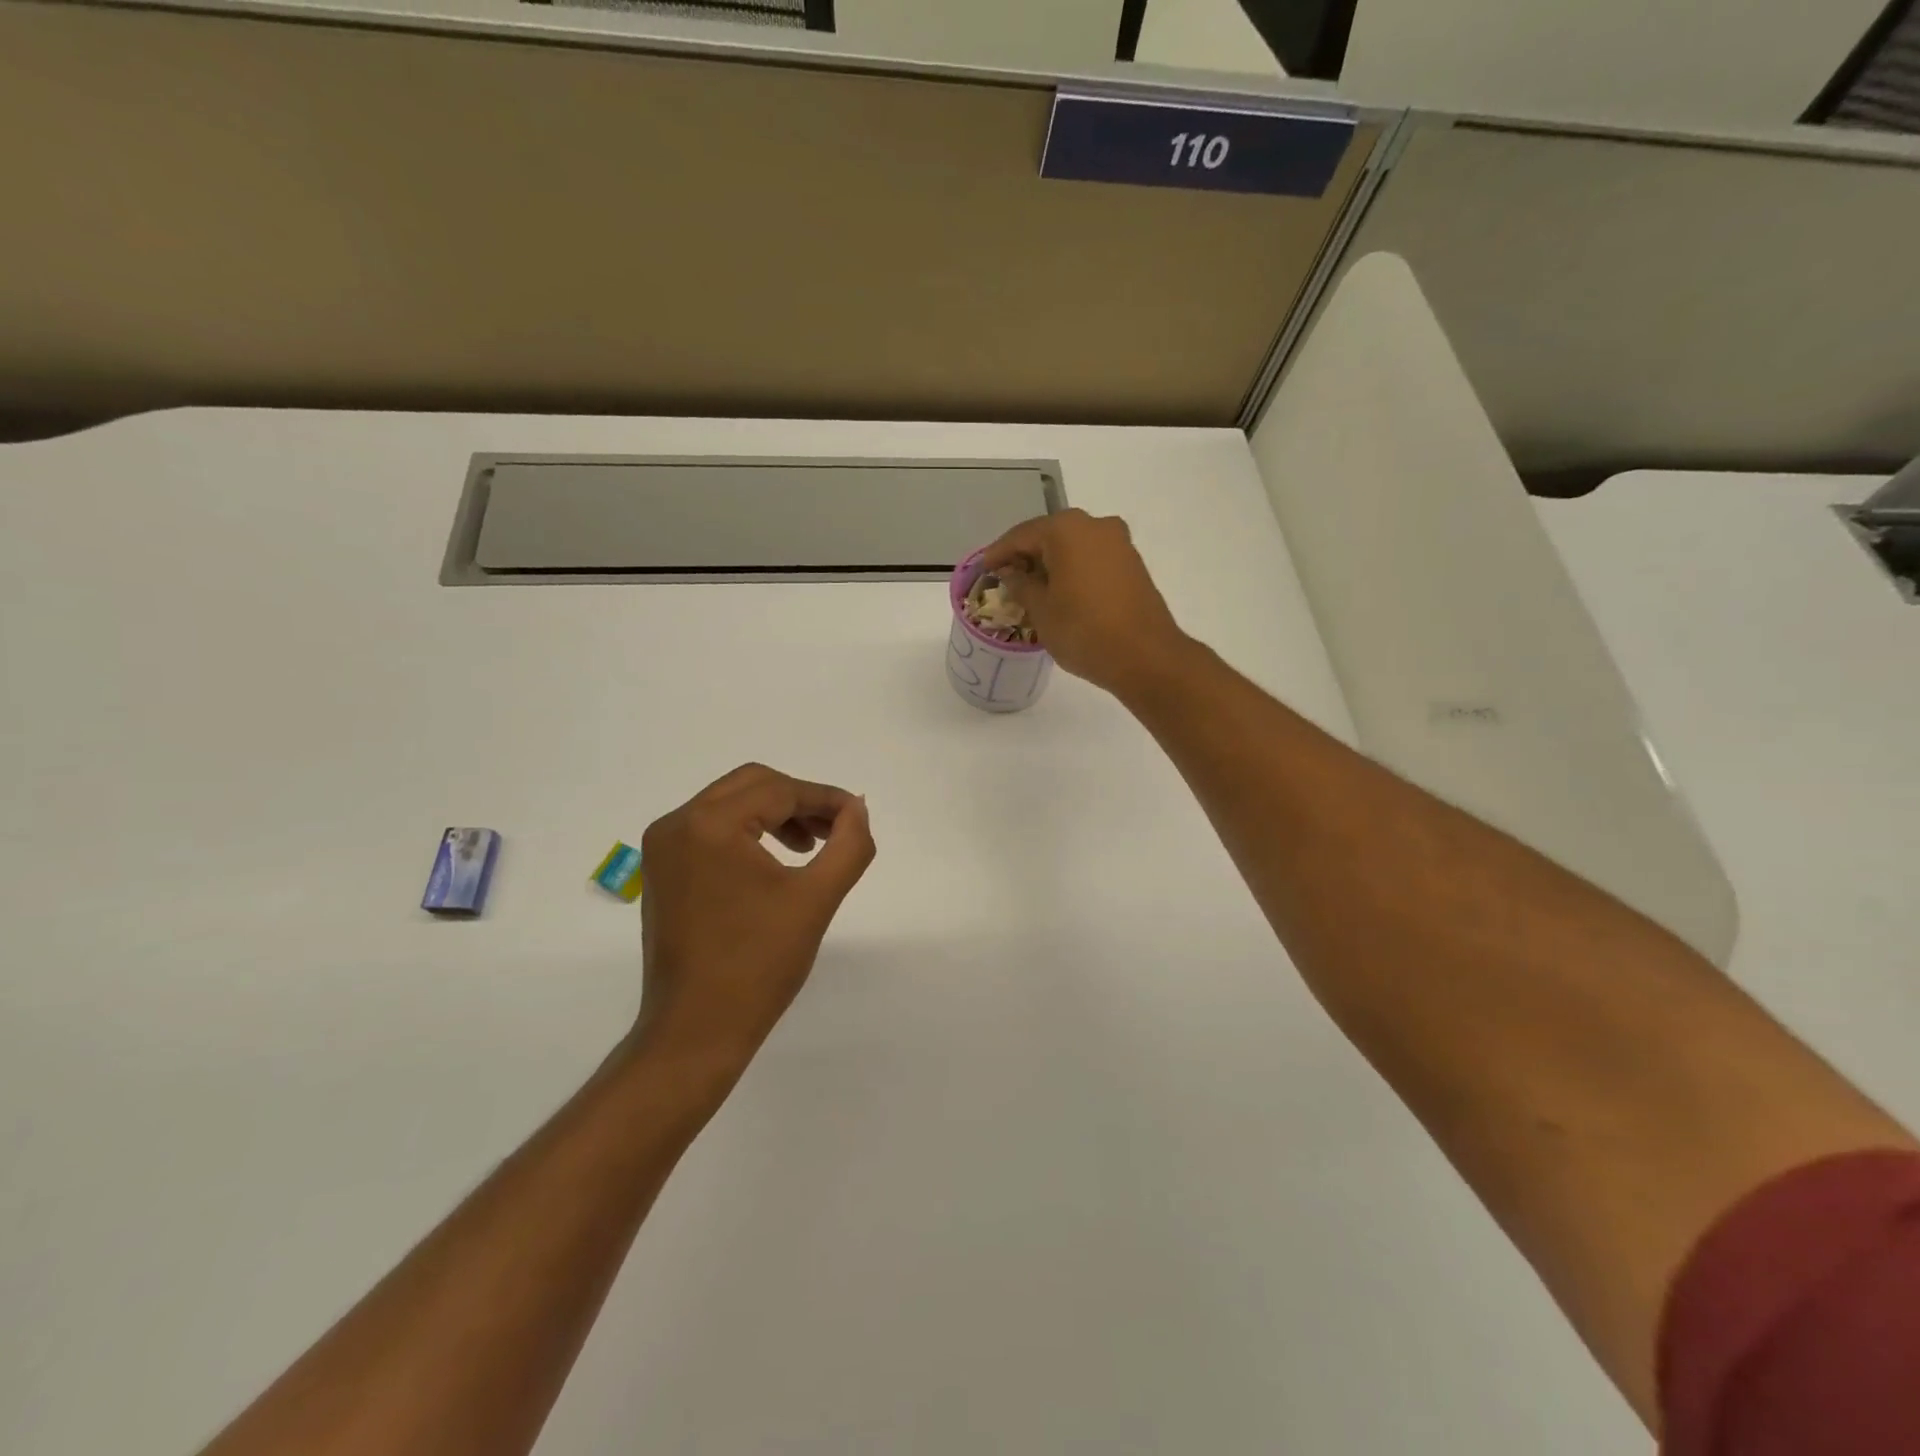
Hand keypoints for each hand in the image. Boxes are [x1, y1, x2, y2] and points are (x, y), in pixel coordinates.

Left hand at [634, 764, 875, 1066]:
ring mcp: (663, 848)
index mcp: (709, 825)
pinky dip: (748, 832)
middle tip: (836, 828)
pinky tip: (775, 861)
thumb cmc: (758, 964)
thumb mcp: (816, 899)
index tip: (858, 816)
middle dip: (799, 800)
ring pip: (730, 804)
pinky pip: (711, 829)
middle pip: (751, 785)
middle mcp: (677, 824)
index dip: (825, 798)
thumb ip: (849, 845)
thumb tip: (857, 810)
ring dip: (775, 814)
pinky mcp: (662, 871)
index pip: (779, 790)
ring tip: (811, 846)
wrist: (695, 1031)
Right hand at [981, 509, 1187, 695]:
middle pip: (1049, 536)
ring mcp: (1118, 542)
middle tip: (1006, 580)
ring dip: (1051, 563)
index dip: (999, 554)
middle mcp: (1095, 525)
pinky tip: (1061, 592)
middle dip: (1026, 556)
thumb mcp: (1041, 610)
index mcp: (1066, 530)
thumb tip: (1011, 572)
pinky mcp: (1132, 563)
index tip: (983, 570)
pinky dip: (1073, 569)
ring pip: (1073, 546)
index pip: (1021, 535)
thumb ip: (1021, 584)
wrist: (1146, 656)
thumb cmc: (1084, 631)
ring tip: (1032, 590)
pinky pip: (1092, 558)